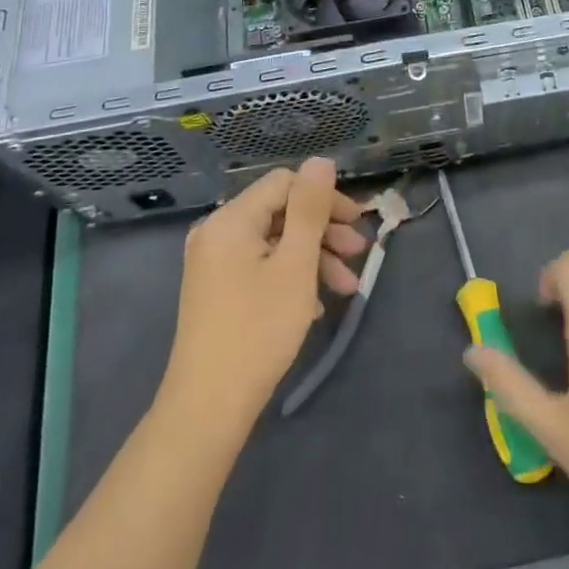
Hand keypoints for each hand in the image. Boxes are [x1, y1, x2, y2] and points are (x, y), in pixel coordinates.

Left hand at [161, 159, 366, 431]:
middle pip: (280, 212)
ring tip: (347, 289)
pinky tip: (315, 306)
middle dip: (324, 231)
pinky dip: (291, 277)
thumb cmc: (258, 330)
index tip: (357, 224)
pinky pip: (260, 267)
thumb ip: (309, 208)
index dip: (325, 198)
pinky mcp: (216, 290)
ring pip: (274, 243)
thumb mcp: (295, 264)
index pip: (285, 183)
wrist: (208, 407)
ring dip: (313, 258)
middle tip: (360, 254)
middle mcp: (217, 233)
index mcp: (231, 220)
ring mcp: (213, 264)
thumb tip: (320, 161)